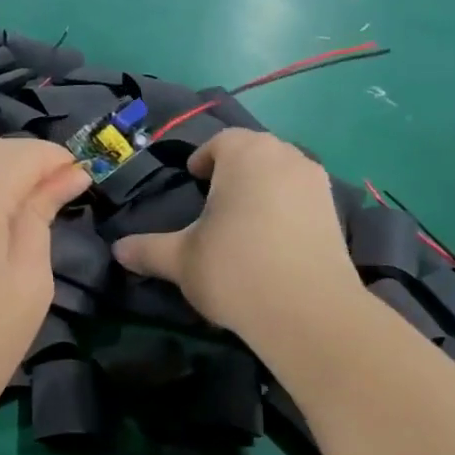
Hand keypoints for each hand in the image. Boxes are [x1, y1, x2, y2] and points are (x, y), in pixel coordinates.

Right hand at [112, 129, 361, 346]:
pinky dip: (286, 208)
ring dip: (263, 187)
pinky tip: (272, 241)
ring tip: (243, 220)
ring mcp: (316, 184)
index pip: (221, 141)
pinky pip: (302, 197)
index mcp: (245, 155)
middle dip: (234, 169)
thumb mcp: (180, 260)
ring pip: (282, 173)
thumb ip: (148, 249)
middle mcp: (286, 157)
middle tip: (214, 200)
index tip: (193, 179)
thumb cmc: (235, 270)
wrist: (308, 312)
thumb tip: (118, 250)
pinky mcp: (335, 213)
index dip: (203, 158)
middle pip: (255, 151)